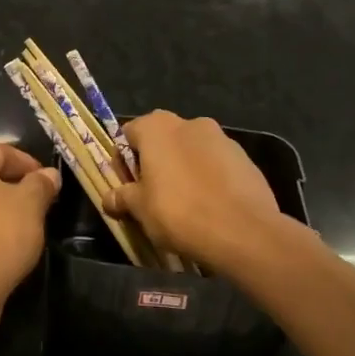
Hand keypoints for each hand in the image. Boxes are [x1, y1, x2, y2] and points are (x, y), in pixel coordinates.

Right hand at [103, 111, 296, 276]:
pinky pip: (217, 164)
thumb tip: (108, 198)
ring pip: (191, 151)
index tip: (128, 188)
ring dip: (184, 169)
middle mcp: (189, 123)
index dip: (123, 162)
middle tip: (154, 196)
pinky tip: (211, 206)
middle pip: (161, 140)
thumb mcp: (140, 209)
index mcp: (157, 127)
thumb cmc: (180, 212)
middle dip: (155, 163)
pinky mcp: (245, 158)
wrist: (244, 232)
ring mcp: (221, 138)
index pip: (128, 134)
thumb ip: (122, 197)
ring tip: (186, 204)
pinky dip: (210, 178)